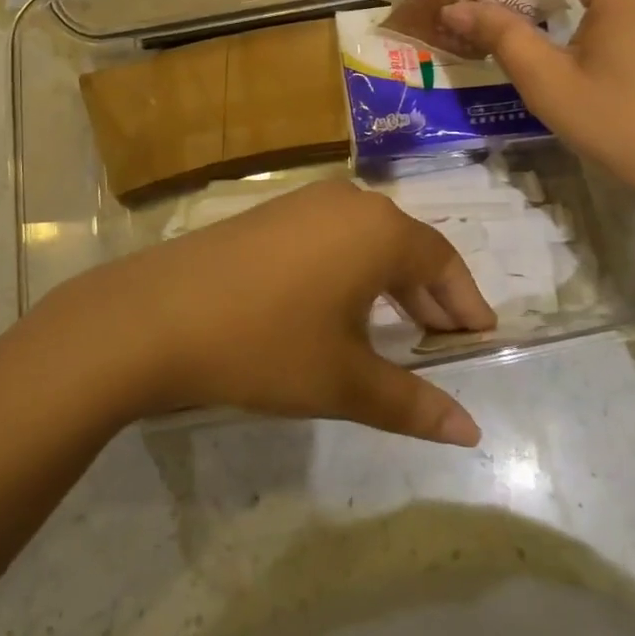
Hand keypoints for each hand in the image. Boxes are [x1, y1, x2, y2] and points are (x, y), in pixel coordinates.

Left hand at [38, 181, 493, 444]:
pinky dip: (352, 271)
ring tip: (397, 331)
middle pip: (408, 248)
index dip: (465, 303)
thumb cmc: (265, 345)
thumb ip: (412, 404)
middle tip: (442, 343)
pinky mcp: (272, 214)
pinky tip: (340, 309)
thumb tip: (471, 433)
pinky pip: (333, 238)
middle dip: (430, 297)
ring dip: (390, 284)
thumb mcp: (344, 381)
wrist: (154, 316)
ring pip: (369, 242)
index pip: (443, 263)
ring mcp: (306, 203)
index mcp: (379, 231)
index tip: (480, 338)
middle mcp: (349, 203)